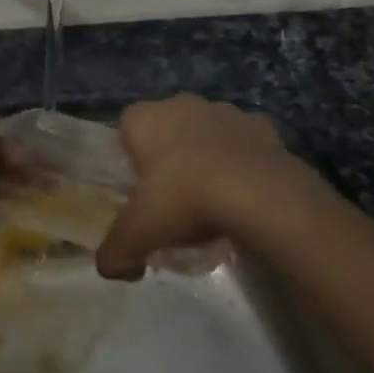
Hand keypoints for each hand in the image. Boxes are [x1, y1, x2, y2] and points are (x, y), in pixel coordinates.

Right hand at [95, 94, 317, 280]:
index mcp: (145, 118)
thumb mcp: (138, 234)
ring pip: (207, 133)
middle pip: (168, 128)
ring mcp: (225, 111)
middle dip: (170, 156)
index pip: (126, 129)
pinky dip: (243, 164)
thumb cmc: (184, 199)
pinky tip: (245, 196)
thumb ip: (114, 253)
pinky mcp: (262, 126)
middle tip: (173, 198)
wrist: (258, 193)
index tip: (139, 189)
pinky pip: (244, 145)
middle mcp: (181, 104)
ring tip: (213, 200)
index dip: (130, 157)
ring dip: (207, 157)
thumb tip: (111, 269)